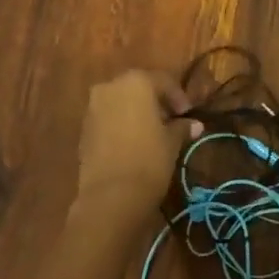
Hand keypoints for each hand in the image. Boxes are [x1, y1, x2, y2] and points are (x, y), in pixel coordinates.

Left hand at [74, 69, 198, 225]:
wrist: (110, 196)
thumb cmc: (148, 160)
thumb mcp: (172, 142)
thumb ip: (181, 127)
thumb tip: (194, 125)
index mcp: (136, 82)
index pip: (163, 81)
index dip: (178, 97)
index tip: (188, 114)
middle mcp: (111, 86)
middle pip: (138, 88)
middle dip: (155, 102)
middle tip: (170, 120)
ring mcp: (93, 107)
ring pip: (120, 102)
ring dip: (136, 113)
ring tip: (152, 133)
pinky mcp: (84, 129)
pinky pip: (108, 118)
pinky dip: (121, 124)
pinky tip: (133, 143)